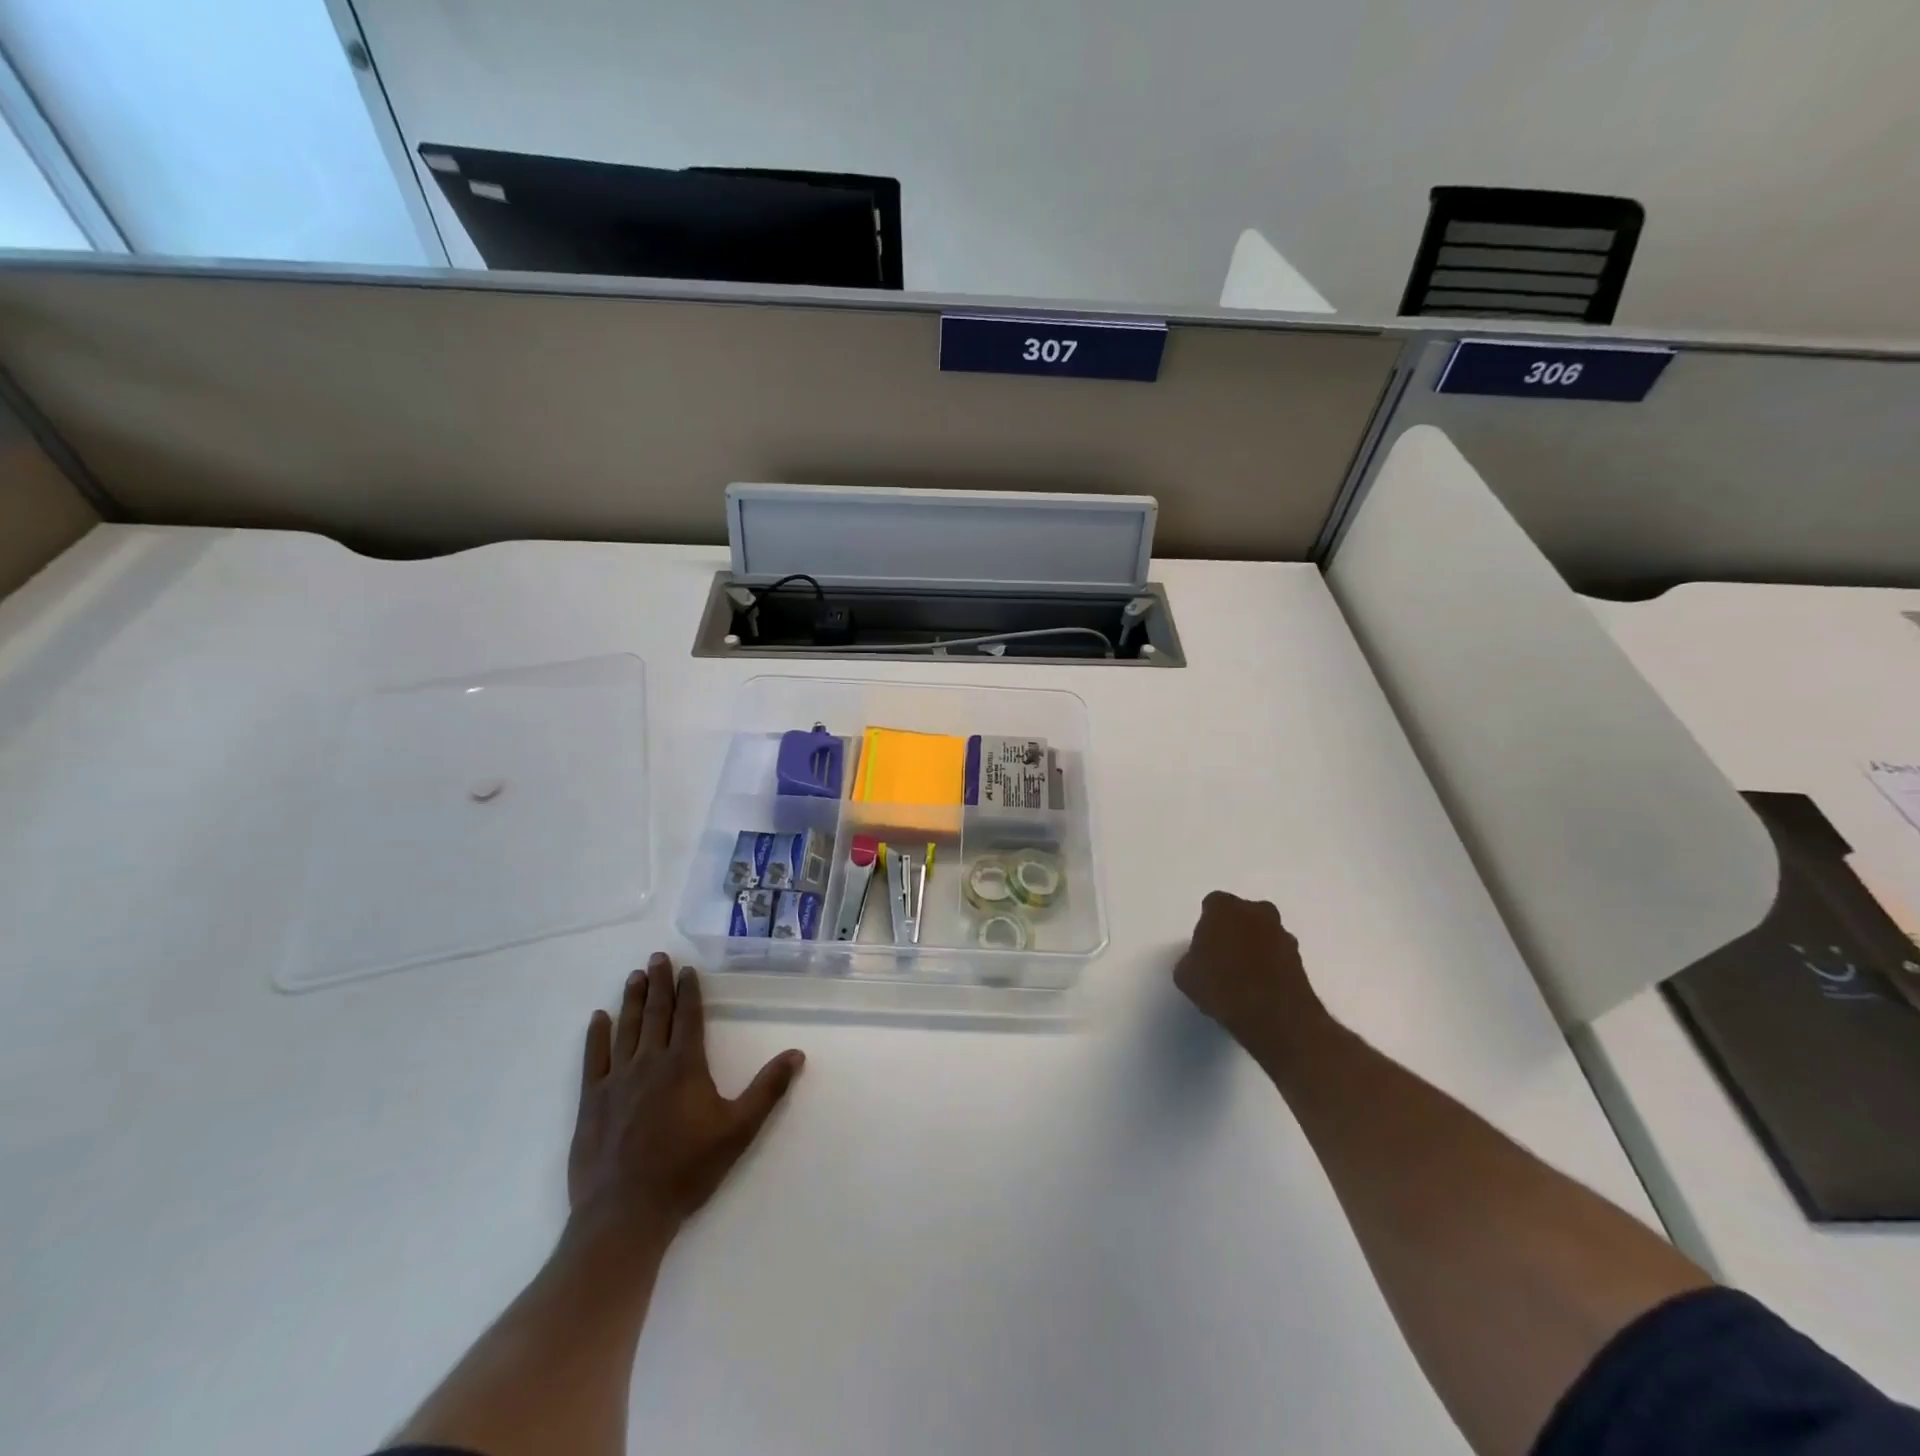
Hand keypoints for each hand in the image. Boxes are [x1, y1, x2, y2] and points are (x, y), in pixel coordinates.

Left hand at [566, 953, 804, 1257]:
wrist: (625, 1213)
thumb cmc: (687, 1170)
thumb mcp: (739, 1130)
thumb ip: (768, 1090)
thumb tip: (797, 1053)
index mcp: (684, 1065)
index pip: (688, 1017)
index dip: (689, 991)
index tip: (686, 969)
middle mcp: (650, 1063)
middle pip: (656, 1014)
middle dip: (659, 983)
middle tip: (656, 957)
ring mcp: (616, 1080)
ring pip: (626, 1028)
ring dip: (632, 1000)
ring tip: (634, 976)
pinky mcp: (592, 1101)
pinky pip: (594, 1058)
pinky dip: (597, 1035)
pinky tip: (599, 1017)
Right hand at [1174, 892, 1328, 1059]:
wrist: (1274, 1016)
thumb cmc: (1221, 986)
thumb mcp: (1186, 975)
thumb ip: (1191, 959)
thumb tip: (1199, 961)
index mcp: (1224, 907)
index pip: (1212, 905)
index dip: (1207, 925)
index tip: (1203, 945)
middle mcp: (1256, 912)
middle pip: (1242, 915)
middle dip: (1235, 930)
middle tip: (1223, 958)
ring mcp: (1283, 934)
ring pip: (1264, 934)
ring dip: (1256, 948)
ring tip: (1243, 978)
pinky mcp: (1301, 960)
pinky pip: (1279, 957)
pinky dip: (1271, 967)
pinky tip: (1260, 989)